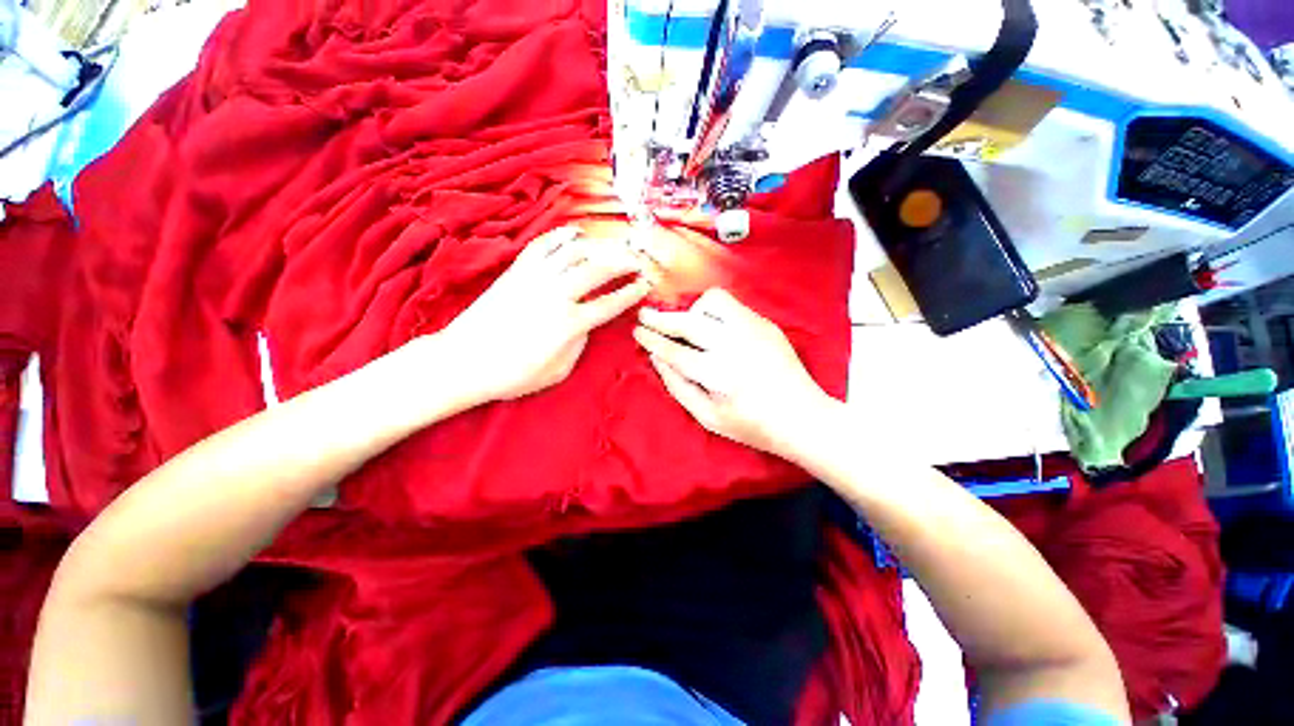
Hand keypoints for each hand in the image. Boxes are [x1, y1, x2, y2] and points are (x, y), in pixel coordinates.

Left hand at [438, 226, 650, 404]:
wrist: (464, 361)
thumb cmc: (513, 374)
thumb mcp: (558, 371)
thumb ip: (579, 344)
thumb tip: (587, 323)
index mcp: (569, 324)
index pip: (610, 302)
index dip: (631, 292)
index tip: (645, 284)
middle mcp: (556, 295)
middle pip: (599, 268)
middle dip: (624, 261)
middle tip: (638, 260)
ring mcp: (535, 278)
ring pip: (575, 251)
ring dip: (600, 245)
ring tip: (614, 246)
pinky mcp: (517, 270)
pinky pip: (544, 244)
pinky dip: (563, 235)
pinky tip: (576, 234)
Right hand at [633, 288, 834, 458]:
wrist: (803, 418)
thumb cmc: (752, 426)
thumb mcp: (708, 417)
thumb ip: (678, 386)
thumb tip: (656, 359)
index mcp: (719, 375)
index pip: (675, 351)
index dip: (653, 340)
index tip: (638, 331)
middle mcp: (736, 345)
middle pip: (690, 322)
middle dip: (662, 318)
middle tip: (645, 315)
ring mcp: (754, 330)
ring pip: (713, 301)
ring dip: (693, 311)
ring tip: (689, 327)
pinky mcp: (766, 324)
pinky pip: (732, 306)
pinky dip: (714, 313)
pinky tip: (713, 329)